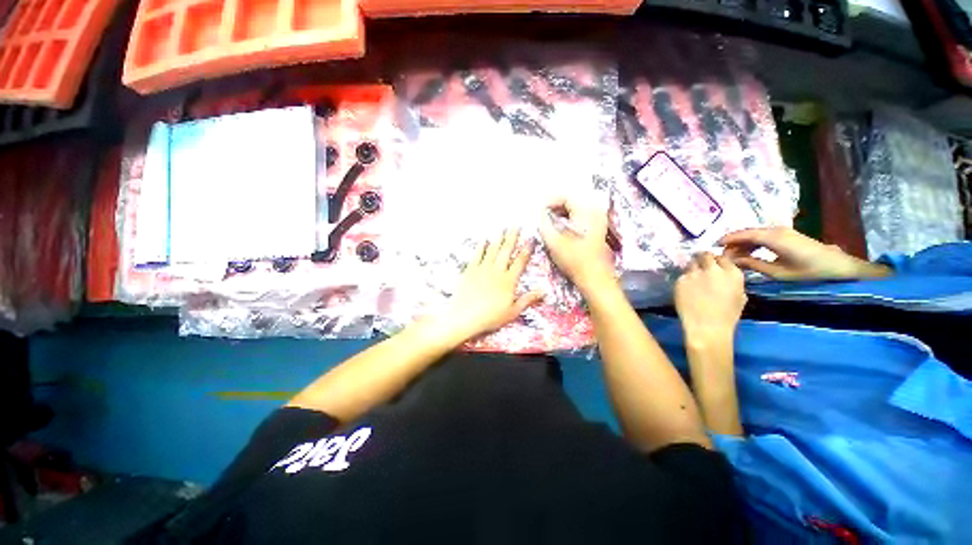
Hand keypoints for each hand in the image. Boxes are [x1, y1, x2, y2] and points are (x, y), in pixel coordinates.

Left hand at [438, 229, 544, 342]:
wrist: (463, 317)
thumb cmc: (490, 317)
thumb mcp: (512, 312)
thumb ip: (528, 300)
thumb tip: (544, 291)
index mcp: (509, 281)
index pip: (520, 261)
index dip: (526, 249)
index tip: (530, 239)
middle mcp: (497, 271)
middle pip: (506, 251)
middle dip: (512, 237)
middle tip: (516, 225)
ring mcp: (482, 269)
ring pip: (493, 250)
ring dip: (498, 238)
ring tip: (503, 228)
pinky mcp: (470, 270)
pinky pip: (477, 255)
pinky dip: (481, 246)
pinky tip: (484, 239)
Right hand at [538, 196, 615, 293]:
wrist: (595, 278)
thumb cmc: (574, 260)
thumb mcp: (554, 241)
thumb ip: (544, 224)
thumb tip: (539, 213)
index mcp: (586, 212)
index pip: (566, 197)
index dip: (550, 201)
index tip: (538, 209)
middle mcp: (595, 212)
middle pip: (573, 201)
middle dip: (555, 206)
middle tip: (542, 214)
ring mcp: (599, 221)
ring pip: (577, 209)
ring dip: (561, 213)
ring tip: (548, 221)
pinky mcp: (598, 230)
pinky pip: (581, 217)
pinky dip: (569, 219)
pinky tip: (560, 228)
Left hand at [675, 253, 746, 346]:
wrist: (706, 326)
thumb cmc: (727, 316)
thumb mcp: (739, 296)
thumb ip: (732, 280)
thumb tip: (724, 274)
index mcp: (732, 273)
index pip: (723, 257)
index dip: (717, 260)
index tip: (714, 264)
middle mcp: (713, 270)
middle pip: (705, 255)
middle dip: (703, 258)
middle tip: (701, 264)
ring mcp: (695, 274)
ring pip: (691, 263)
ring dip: (693, 267)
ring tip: (694, 277)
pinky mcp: (680, 280)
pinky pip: (683, 275)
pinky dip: (685, 279)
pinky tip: (687, 288)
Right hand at [720, 227, 890, 280]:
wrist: (840, 268)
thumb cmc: (809, 272)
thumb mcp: (778, 272)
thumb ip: (753, 264)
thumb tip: (731, 259)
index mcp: (773, 238)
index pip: (743, 234)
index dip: (727, 239)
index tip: (713, 246)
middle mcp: (776, 230)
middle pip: (748, 232)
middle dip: (733, 242)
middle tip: (722, 254)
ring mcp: (783, 231)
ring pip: (755, 234)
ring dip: (743, 243)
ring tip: (733, 256)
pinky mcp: (788, 235)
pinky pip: (764, 236)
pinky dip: (753, 243)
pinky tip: (749, 253)